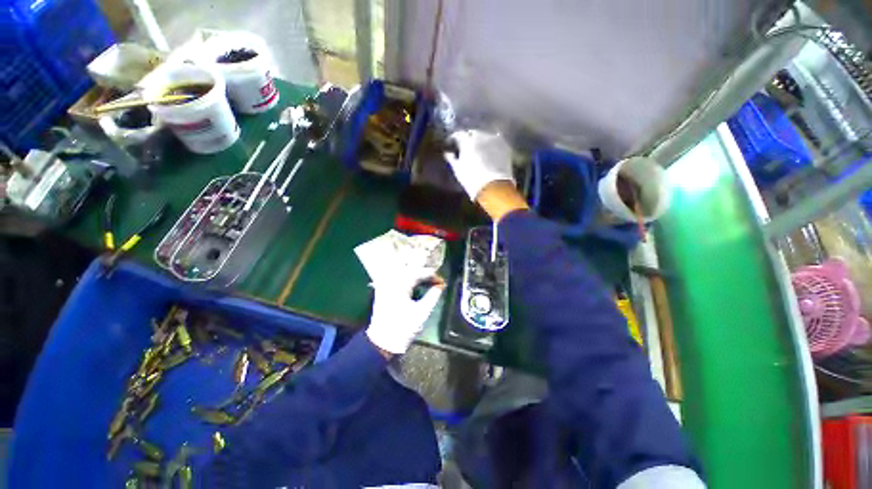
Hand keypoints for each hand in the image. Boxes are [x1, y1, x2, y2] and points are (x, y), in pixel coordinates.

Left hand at [366, 275, 443, 354]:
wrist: (382, 342)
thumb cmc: (404, 328)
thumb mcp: (423, 312)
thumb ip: (433, 295)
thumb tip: (440, 286)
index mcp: (401, 284)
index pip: (419, 272)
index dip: (432, 275)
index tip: (442, 282)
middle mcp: (391, 280)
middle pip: (410, 269)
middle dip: (424, 272)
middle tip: (435, 280)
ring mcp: (384, 284)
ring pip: (402, 271)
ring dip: (414, 274)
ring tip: (425, 281)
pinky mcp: (381, 290)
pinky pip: (394, 277)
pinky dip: (405, 278)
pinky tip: (412, 284)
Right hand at [445, 130, 514, 199]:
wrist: (494, 187)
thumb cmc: (472, 179)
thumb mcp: (458, 170)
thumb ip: (452, 159)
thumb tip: (448, 153)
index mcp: (467, 140)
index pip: (458, 134)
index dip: (454, 139)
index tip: (452, 144)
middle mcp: (481, 135)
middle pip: (473, 133)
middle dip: (469, 138)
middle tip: (466, 147)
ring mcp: (495, 140)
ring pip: (486, 136)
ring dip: (481, 140)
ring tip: (478, 150)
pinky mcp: (505, 146)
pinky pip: (497, 142)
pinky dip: (492, 145)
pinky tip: (490, 152)